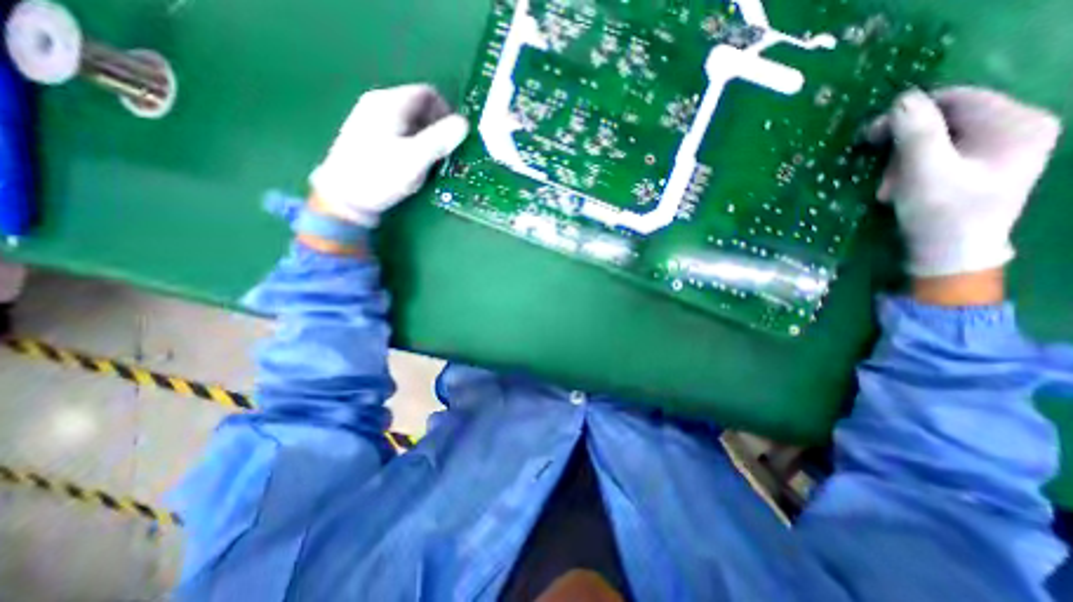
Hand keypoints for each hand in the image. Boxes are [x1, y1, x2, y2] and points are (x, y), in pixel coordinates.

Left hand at [307, 82, 465, 226]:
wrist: (344, 198)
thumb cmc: (380, 175)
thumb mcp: (415, 159)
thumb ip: (440, 140)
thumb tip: (464, 124)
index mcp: (390, 103)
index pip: (428, 93)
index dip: (447, 113)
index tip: (455, 138)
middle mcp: (379, 104)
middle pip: (419, 106)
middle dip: (438, 128)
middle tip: (445, 153)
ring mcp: (372, 119)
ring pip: (411, 121)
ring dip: (427, 137)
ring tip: (430, 161)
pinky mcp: (369, 136)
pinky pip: (400, 131)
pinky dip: (413, 142)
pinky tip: (413, 162)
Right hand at [870, 87, 1064, 279]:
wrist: (950, 255)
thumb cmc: (941, 214)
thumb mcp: (924, 173)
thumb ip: (916, 134)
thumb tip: (902, 99)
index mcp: (1017, 123)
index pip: (955, 99)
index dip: (908, 114)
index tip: (869, 137)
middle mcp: (1017, 127)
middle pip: (944, 120)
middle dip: (903, 147)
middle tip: (881, 175)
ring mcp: (1001, 147)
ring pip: (935, 139)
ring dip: (901, 163)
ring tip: (890, 189)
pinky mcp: (981, 164)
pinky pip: (938, 154)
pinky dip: (911, 169)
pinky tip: (901, 187)